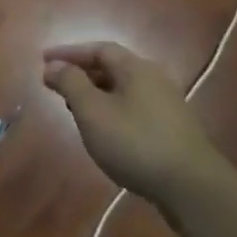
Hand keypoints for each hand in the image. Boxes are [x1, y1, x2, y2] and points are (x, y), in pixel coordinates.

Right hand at [42, 42, 229, 207]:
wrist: (192, 188)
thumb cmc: (135, 143)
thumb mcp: (93, 111)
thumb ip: (71, 84)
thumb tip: (53, 65)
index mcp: (136, 68)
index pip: (99, 49)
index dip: (70, 52)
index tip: (44, 60)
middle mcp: (154, 79)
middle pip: (113, 67)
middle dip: (82, 73)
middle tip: (56, 85)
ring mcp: (167, 105)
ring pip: (123, 89)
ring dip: (96, 93)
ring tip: (74, 109)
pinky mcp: (172, 129)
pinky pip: (134, 108)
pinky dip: (112, 110)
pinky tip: (104, 131)